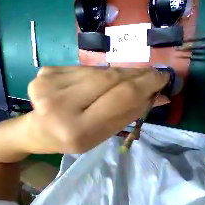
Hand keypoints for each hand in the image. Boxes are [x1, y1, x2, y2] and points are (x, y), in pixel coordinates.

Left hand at [24, 66, 169, 154]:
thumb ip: (132, 111)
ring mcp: (49, 86)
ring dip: (122, 73)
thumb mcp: (107, 131)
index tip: (163, 77)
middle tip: (153, 74)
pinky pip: (87, 68)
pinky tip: (107, 79)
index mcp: (79, 131)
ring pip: (100, 71)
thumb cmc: (77, 136)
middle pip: (111, 80)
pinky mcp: (45, 72)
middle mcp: (61, 107)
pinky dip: (103, 73)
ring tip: (133, 77)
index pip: (122, 98)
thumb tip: (159, 96)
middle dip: (137, 75)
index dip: (146, 84)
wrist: (41, 129)